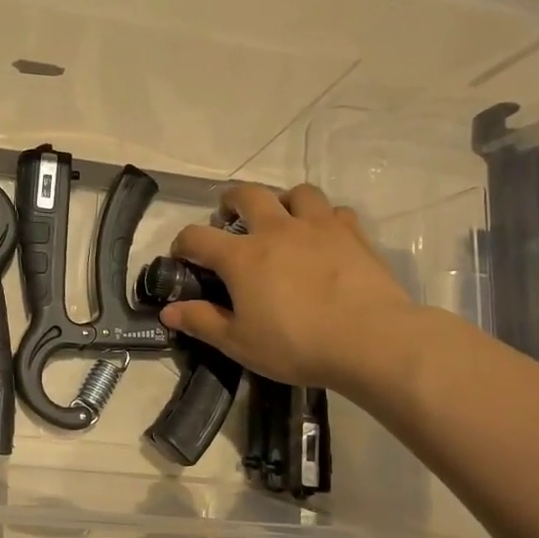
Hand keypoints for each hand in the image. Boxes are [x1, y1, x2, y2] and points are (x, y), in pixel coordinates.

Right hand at [160, 183, 417, 392]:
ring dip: (282, 201)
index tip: (182, 256)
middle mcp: (276, 230)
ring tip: (281, 221)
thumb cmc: (296, 344)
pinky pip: (335, 211)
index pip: (197, 237)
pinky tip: (323, 237)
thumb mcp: (239, 343)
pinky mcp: (353, 233)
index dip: (183, 243)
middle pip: (247, 195)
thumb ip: (201, 322)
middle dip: (230, 202)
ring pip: (296, 193)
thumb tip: (168, 310)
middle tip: (229, 219)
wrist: (371, 340)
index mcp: (242, 256)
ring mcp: (317, 227)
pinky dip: (324, 218)